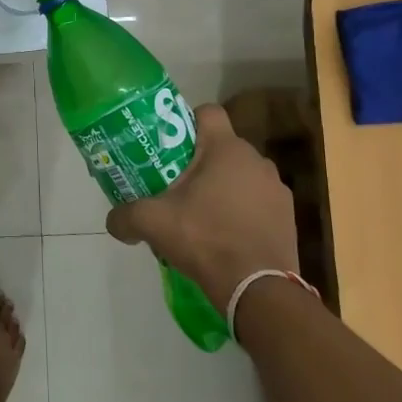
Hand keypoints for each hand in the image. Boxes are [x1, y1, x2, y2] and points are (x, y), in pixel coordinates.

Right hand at [107, 104, 299, 311]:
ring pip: (241, 175)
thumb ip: (125, 216)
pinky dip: (242, 211)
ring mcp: (277, 189)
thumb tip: (112, 222)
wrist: (258, 290)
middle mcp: (257, 161)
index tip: (169, 145)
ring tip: (201, 215)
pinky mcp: (288, 217)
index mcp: (226, 149)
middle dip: (199, 162)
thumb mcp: (153, 224)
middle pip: (221, 147)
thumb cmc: (205, 239)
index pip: (207, 112)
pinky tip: (225, 236)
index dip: (186, 121)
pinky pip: (258, 202)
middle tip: (175, 185)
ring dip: (223, 187)